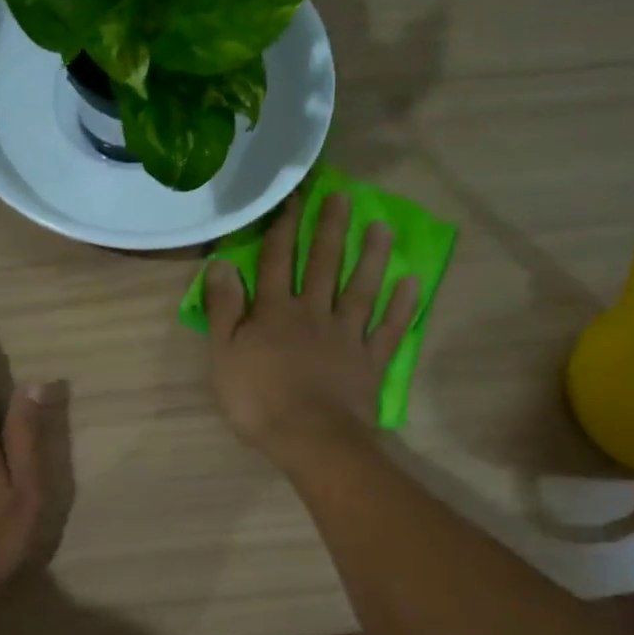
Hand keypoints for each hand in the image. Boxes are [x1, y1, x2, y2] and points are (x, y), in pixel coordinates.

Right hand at [205, 192, 419, 469]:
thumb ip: (223, 309)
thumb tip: (222, 264)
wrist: (310, 438)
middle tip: (343, 195)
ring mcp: (346, 335)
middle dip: (331, 228)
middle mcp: (314, 313)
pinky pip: (389, 329)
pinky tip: (412, 283)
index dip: (283, 227)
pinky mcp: (370, 361)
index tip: (292, 197)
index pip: (278, 260)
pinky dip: (402, 306)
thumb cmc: (258, 400)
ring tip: (383, 227)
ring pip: (361, 288)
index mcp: (276, 311)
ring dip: (372, 257)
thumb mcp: (224, 355)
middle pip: (324, 264)